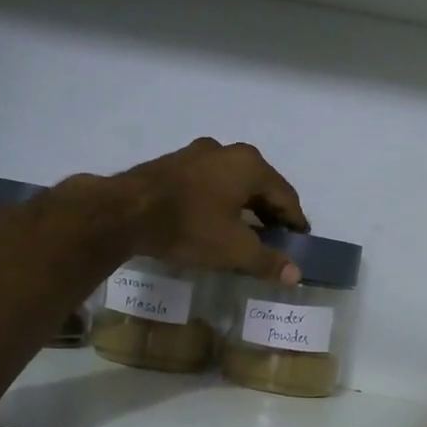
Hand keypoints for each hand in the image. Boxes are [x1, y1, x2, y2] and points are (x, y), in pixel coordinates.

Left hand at [111, 138, 310, 280]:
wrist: (125, 212)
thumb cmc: (190, 227)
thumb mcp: (234, 250)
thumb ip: (268, 261)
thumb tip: (296, 276)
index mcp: (250, 165)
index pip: (285, 195)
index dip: (295, 221)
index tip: (301, 239)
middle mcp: (227, 151)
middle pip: (260, 185)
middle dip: (270, 213)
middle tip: (277, 238)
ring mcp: (197, 154)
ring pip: (233, 182)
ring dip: (245, 207)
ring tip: (248, 232)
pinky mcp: (174, 164)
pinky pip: (210, 183)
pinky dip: (221, 202)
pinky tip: (216, 221)